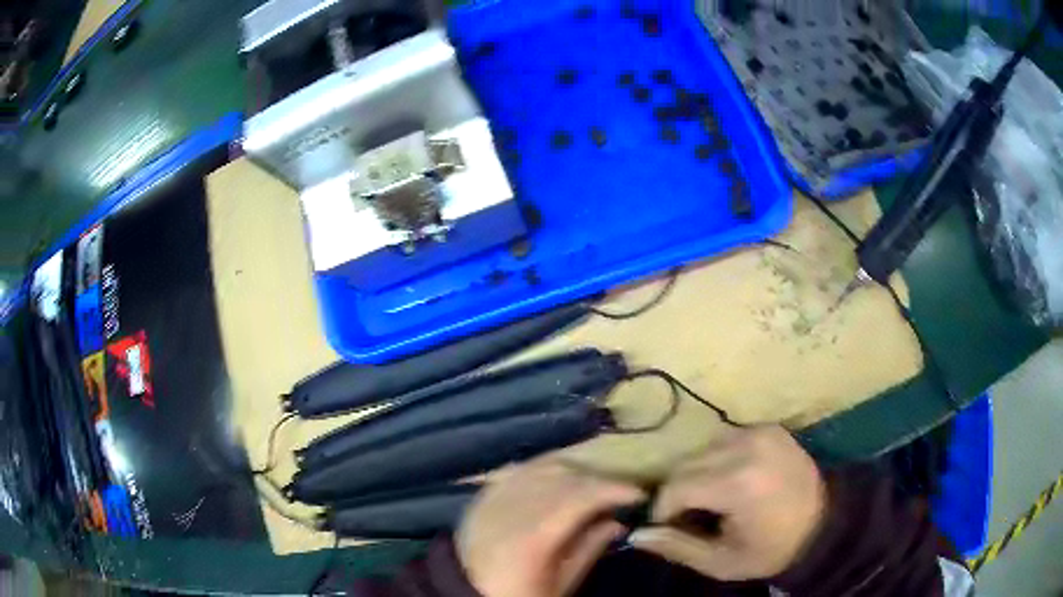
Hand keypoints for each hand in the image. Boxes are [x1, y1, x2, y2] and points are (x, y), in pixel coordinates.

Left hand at [456, 459, 646, 596]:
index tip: (637, 493)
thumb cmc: (519, 594)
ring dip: (572, 470)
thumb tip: (618, 522)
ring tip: (592, 484)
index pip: (579, 497)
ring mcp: (491, 498)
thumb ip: (589, 549)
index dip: (612, 489)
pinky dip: (543, 469)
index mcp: (532, 537)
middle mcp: (510, 508)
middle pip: (561, 477)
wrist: (466, 593)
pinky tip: (559, 476)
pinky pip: (517, 470)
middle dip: (596, 478)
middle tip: (619, 491)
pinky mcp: (481, 495)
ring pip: (539, 467)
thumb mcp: (561, 584)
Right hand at [629, 426, 825, 580]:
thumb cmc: (772, 549)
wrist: (825, 523)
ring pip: (703, 449)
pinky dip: (718, 460)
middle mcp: (747, 447)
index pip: (676, 487)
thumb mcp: (722, 562)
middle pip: (686, 464)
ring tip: (712, 499)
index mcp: (738, 483)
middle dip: (679, 492)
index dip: (664, 510)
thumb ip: (678, 548)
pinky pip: (726, 439)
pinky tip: (732, 480)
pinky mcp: (769, 427)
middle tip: (691, 516)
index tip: (670, 527)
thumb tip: (636, 535)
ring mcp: (760, 432)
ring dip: (698, 473)